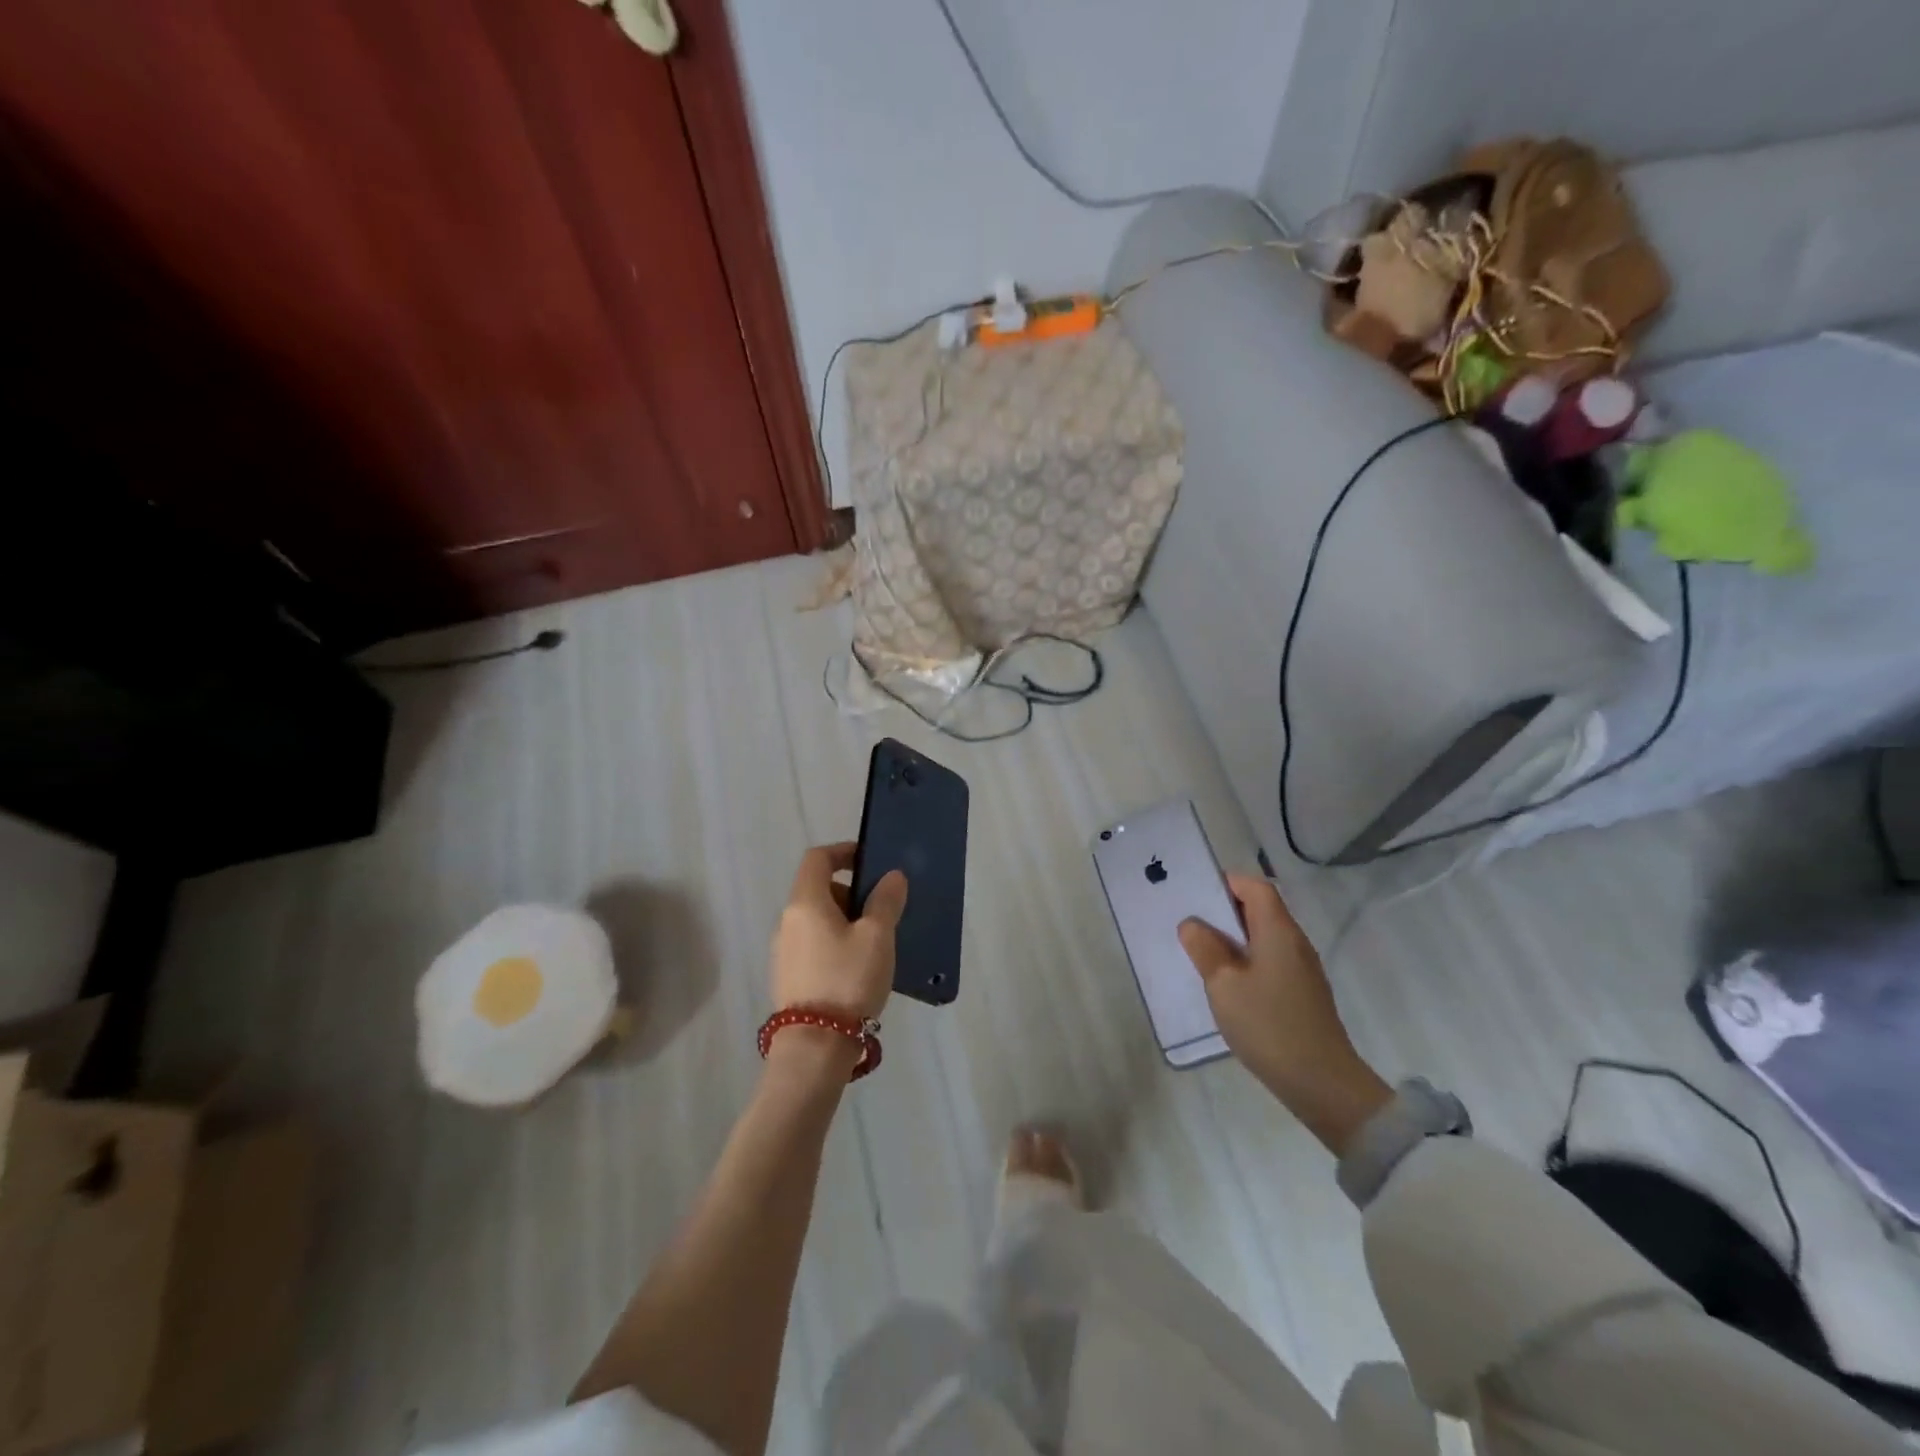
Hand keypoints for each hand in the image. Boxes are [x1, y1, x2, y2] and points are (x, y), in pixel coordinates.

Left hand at [770, 842, 906, 1023]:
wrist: (815, 1045)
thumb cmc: (848, 979)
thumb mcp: (877, 936)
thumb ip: (885, 901)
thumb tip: (892, 876)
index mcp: (805, 902)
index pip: (817, 858)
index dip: (843, 851)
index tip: (870, 861)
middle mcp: (787, 921)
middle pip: (818, 889)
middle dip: (850, 892)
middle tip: (881, 911)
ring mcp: (783, 950)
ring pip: (817, 919)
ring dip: (845, 920)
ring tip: (875, 944)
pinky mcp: (788, 976)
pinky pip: (814, 944)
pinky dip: (835, 942)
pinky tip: (857, 968)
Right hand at [1179, 874, 1390, 1155]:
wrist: (1321, 1083)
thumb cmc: (1268, 1024)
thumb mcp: (1223, 983)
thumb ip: (1205, 948)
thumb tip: (1193, 924)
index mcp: (1278, 930)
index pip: (1255, 887)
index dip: (1226, 883)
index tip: (1195, 895)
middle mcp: (1294, 942)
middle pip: (1259, 910)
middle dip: (1223, 911)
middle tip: (1188, 924)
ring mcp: (1301, 969)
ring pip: (1262, 937)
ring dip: (1232, 939)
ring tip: (1199, 953)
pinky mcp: (1301, 993)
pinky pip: (1268, 961)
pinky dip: (1245, 961)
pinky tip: (1225, 984)